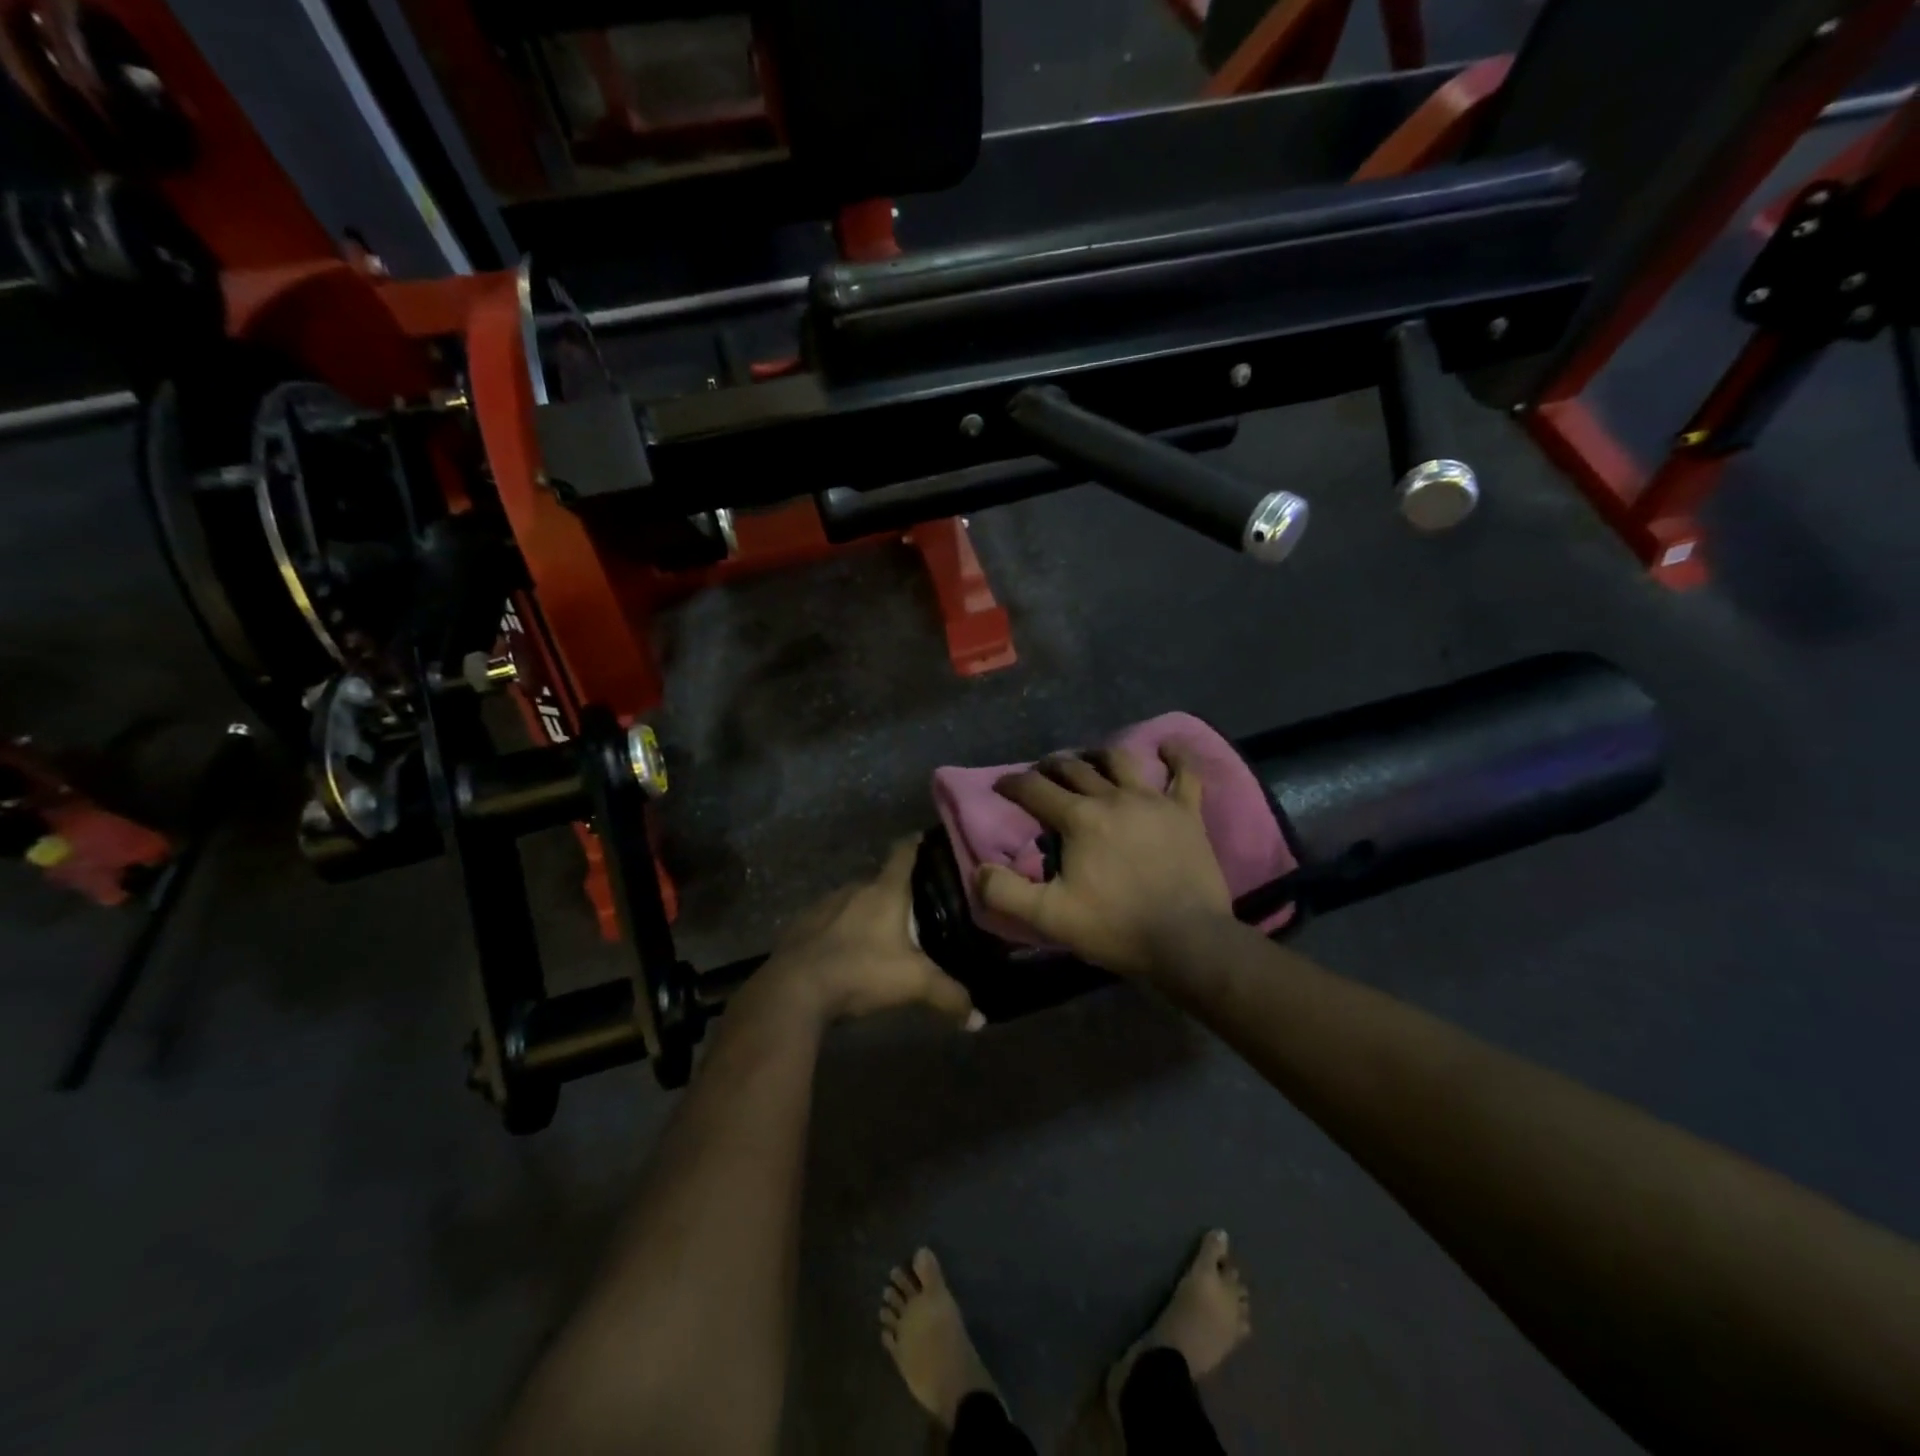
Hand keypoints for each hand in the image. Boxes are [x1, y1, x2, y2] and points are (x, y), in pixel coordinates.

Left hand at [760, 840, 982, 1029]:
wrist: (793, 988)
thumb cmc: (860, 971)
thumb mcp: (913, 984)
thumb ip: (949, 996)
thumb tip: (980, 1019)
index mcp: (885, 891)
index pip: (905, 853)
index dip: (918, 843)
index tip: (929, 839)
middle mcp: (854, 888)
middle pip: (880, 880)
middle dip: (897, 891)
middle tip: (916, 907)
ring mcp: (823, 904)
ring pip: (853, 901)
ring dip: (866, 912)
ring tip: (881, 933)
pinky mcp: (801, 925)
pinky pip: (828, 920)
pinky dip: (840, 930)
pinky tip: (845, 952)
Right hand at [977, 746, 1231, 978]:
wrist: (1187, 940)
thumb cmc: (1116, 928)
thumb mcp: (1050, 917)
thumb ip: (1006, 893)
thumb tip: (980, 870)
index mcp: (1079, 819)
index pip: (1035, 789)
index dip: (1012, 784)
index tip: (1001, 785)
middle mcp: (1113, 798)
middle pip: (1075, 768)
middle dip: (1051, 766)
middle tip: (1041, 773)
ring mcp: (1154, 801)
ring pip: (1121, 761)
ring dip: (1099, 755)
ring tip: (1089, 759)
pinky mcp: (1187, 812)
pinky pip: (1185, 773)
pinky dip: (1176, 755)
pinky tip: (1168, 746)